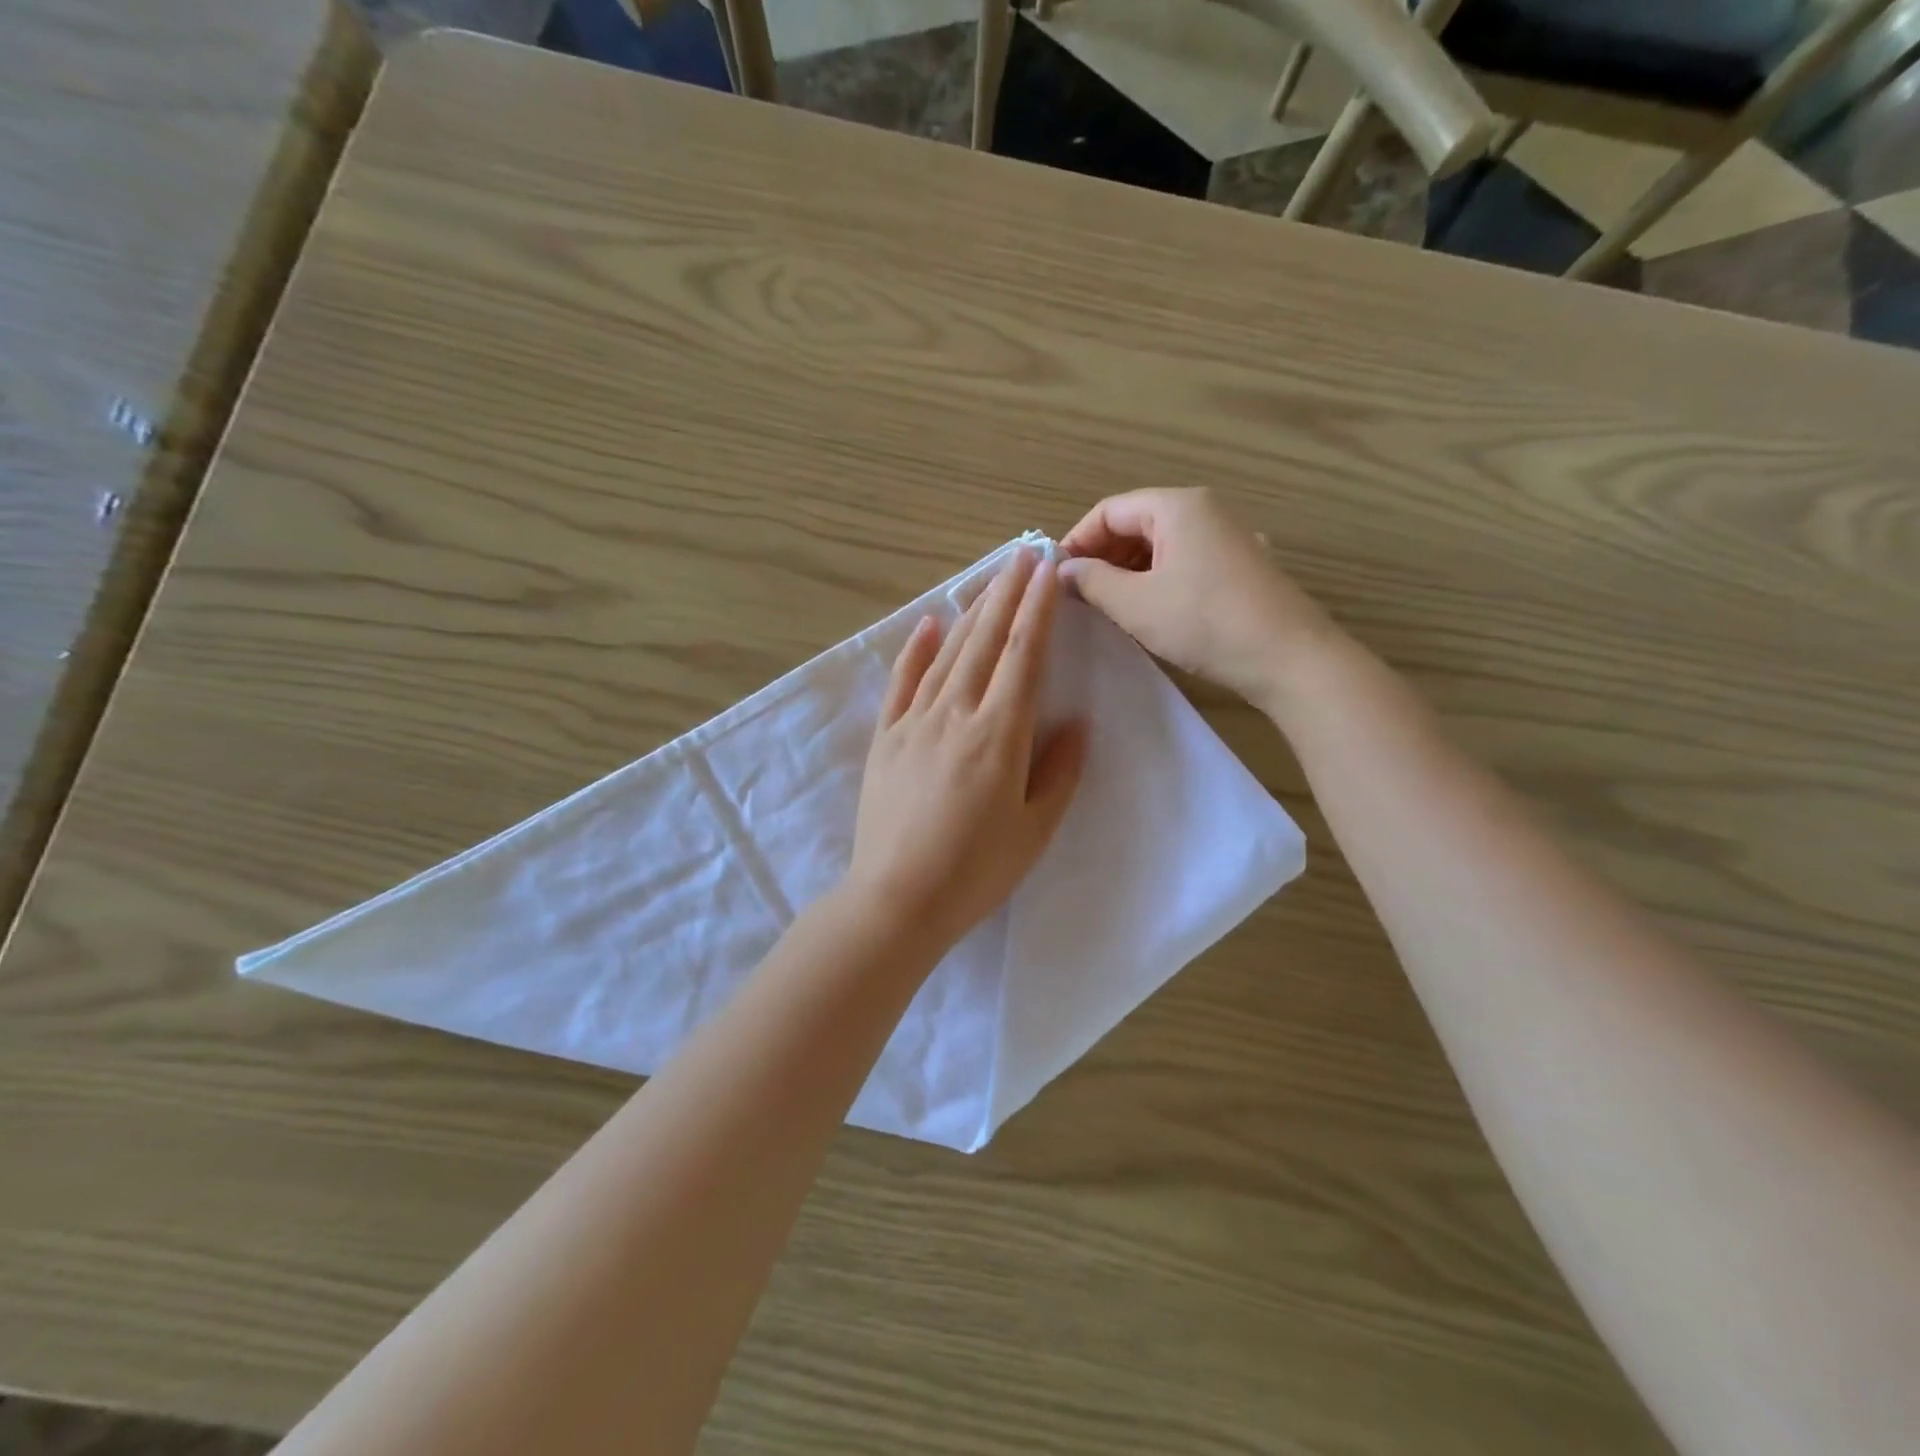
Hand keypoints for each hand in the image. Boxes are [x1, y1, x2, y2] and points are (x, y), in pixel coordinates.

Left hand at [845, 548, 1087, 949]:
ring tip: (990, 578)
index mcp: (999, 734)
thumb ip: (1059, 771)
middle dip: (1007, 593)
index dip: (1038, 609)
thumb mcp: (1034, 830)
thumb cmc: (976, 872)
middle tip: (1023, 554)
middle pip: (986, 641)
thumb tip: (1077, 722)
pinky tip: (929, 623)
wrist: (896, 899)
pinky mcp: (885, 738)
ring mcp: (914, 722)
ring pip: (948, 653)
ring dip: (971, 611)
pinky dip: (916, 649)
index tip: (1048, 570)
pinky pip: (902, 682)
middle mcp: (956, 714)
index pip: (1024, 656)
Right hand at [1058, 488, 1342, 708]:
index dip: (1076, 540)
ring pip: (1160, 544)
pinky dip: (1156, 578)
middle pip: (1135, 522)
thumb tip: (1065, 570)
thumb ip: (1093, 581)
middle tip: (1078, 594)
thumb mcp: (1136, 604)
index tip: (1055, 576)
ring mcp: (1227, 537)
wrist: (1289, 657)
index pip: (1108, 511)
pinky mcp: (1240, 565)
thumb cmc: (1204, 622)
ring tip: (1107, 604)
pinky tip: (1148, 609)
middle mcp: (1204, 510)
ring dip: (1127, 569)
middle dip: (1101, 555)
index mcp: (1176, 506)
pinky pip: (1184, 560)